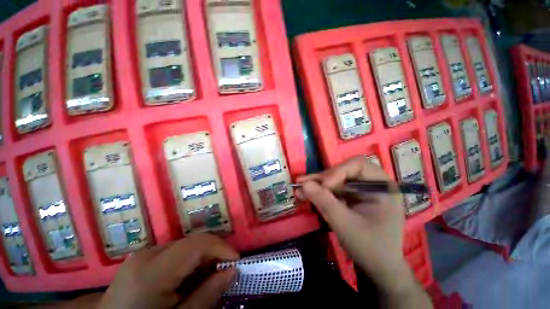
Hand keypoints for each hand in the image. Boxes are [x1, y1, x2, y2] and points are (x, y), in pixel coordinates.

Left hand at [97, 234, 238, 308]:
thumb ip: (207, 295)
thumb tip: (232, 271)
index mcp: (152, 272)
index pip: (197, 244)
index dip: (221, 247)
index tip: (235, 261)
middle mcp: (146, 255)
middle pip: (191, 242)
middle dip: (212, 253)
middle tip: (223, 271)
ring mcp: (141, 255)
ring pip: (184, 246)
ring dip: (201, 257)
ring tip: (207, 276)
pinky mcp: (140, 259)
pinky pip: (173, 252)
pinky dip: (187, 261)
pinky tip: (188, 278)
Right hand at [296, 156, 409, 293]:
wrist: (378, 268)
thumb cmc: (370, 248)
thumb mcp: (345, 225)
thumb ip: (324, 202)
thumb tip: (303, 184)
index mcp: (382, 187)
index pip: (358, 165)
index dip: (338, 172)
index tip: (324, 187)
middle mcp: (372, 183)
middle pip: (344, 170)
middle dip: (323, 178)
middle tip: (302, 183)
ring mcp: (362, 190)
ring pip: (335, 179)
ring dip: (317, 184)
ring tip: (300, 187)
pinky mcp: (353, 196)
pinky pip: (334, 188)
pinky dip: (320, 191)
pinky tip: (307, 193)